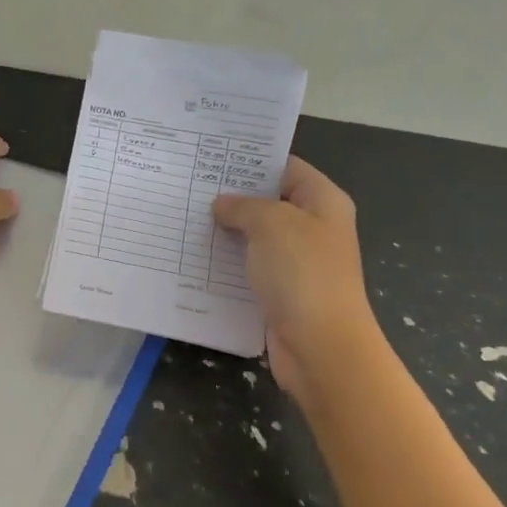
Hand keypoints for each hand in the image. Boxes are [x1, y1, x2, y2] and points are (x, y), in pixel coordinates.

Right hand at [212, 157, 377, 403]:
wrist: (320, 346)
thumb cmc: (302, 274)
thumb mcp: (272, 224)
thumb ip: (244, 206)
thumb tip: (222, 205)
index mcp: (322, 203)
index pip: (286, 168)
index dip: (251, 162)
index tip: (211, 160)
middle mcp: (312, 229)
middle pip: (268, 204)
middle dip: (231, 200)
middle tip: (188, 191)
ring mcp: (296, 265)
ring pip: (254, 241)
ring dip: (224, 235)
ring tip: (183, 223)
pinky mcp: (280, 294)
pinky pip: (248, 272)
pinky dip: (225, 268)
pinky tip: (194, 262)